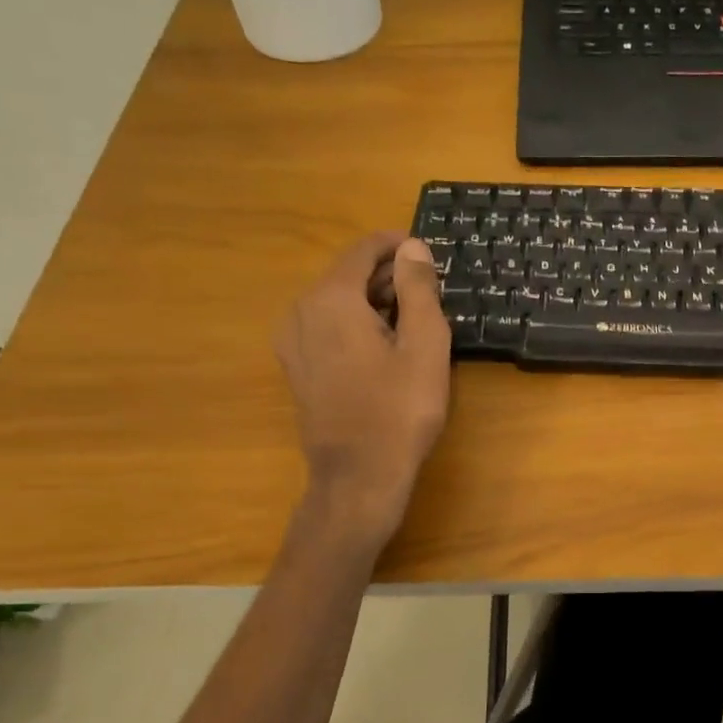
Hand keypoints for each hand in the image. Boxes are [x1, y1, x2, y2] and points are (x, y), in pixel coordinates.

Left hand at [275, 234, 451, 545]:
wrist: (358, 476)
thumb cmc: (399, 409)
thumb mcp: (424, 344)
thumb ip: (419, 288)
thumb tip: (413, 248)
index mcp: (330, 299)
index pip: (363, 250)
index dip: (397, 246)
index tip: (429, 254)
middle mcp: (301, 311)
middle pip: (347, 274)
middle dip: (388, 275)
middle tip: (430, 291)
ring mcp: (292, 341)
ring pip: (336, 300)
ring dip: (373, 299)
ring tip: (413, 318)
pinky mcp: (296, 366)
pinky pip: (326, 326)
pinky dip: (355, 322)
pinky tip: (385, 345)